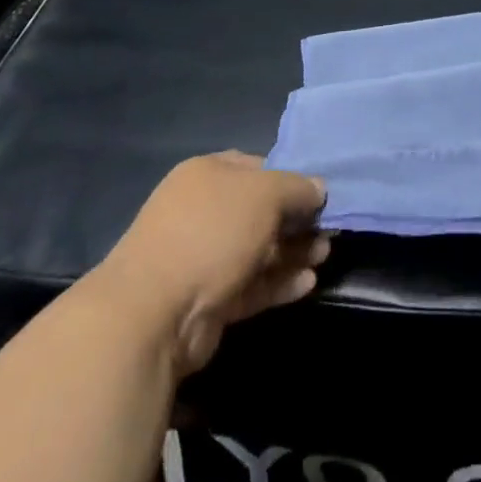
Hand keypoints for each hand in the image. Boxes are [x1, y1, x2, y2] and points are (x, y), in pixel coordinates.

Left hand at [101, 152, 329, 376]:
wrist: (153, 314)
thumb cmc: (212, 233)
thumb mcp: (265, 194)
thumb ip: (297, 188)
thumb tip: (319, 189)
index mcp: (208, 173)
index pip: (258, 167)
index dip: (290, 179)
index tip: (320, 196)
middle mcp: (203, 210)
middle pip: (260, 211)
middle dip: (296, 221)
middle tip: (328, 232)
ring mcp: (202, 257)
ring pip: (258, 249)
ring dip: (292, 253)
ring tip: (324, 257)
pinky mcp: (207, 300)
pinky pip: (250, 284)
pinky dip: (278, 282)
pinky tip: (308, 284)